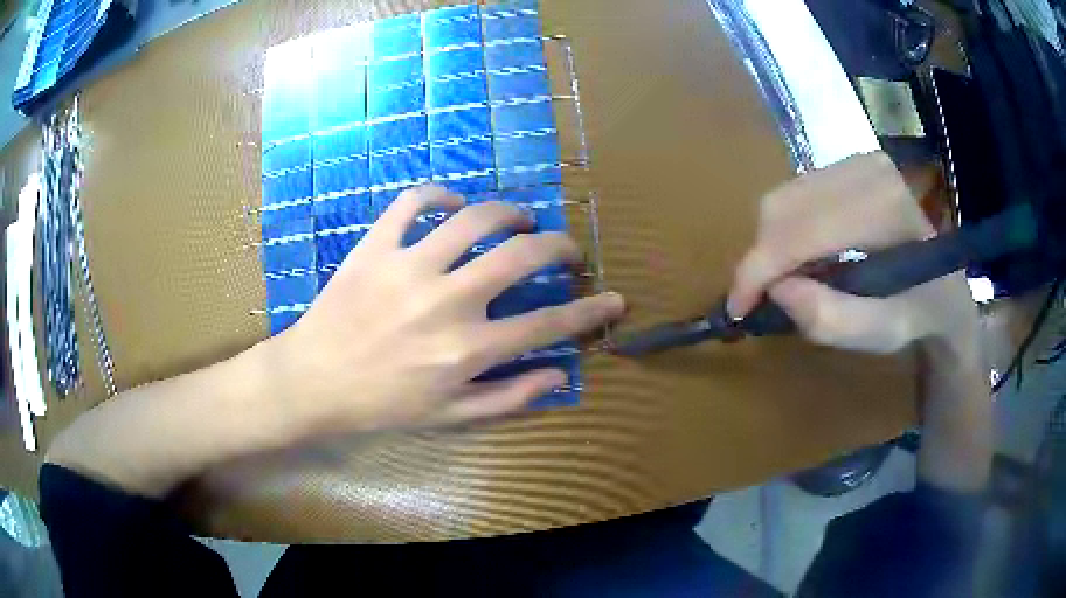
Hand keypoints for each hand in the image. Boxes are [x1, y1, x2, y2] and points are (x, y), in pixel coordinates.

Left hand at [270, 185, 624, 436]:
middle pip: (522, 256)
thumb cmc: (381, 405)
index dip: (590, 311)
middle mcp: (447, 302)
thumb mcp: (450, 416)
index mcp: (469, 349)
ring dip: (509, 212)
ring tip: (519, 220)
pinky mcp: (376, 247)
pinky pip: (412, 203)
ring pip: (475, 219)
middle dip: (559, 247)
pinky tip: (453, 204)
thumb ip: (509, 397)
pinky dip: (439, 195)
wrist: (313, 382)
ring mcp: (409, 267)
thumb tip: (559, 375)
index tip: (615, 299)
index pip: (548, 323)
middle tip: (566, 249)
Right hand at [728, 152, 978, 354]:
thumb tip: (778, 290)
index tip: (736, 309)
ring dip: (773, 246)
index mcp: (884, 208)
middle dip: (762, 259)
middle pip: (785, 207)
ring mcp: (857, 160)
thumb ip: (833, 319)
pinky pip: (796, 194)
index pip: (803, 229)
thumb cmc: (920, 315)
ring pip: (784, 197)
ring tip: (785, 282)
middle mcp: (867, 169)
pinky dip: (786, 231)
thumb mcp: (884, 334)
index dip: (759, 269)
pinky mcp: (848, 163)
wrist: (947, 287)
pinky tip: (802, 257)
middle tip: (762, 301)